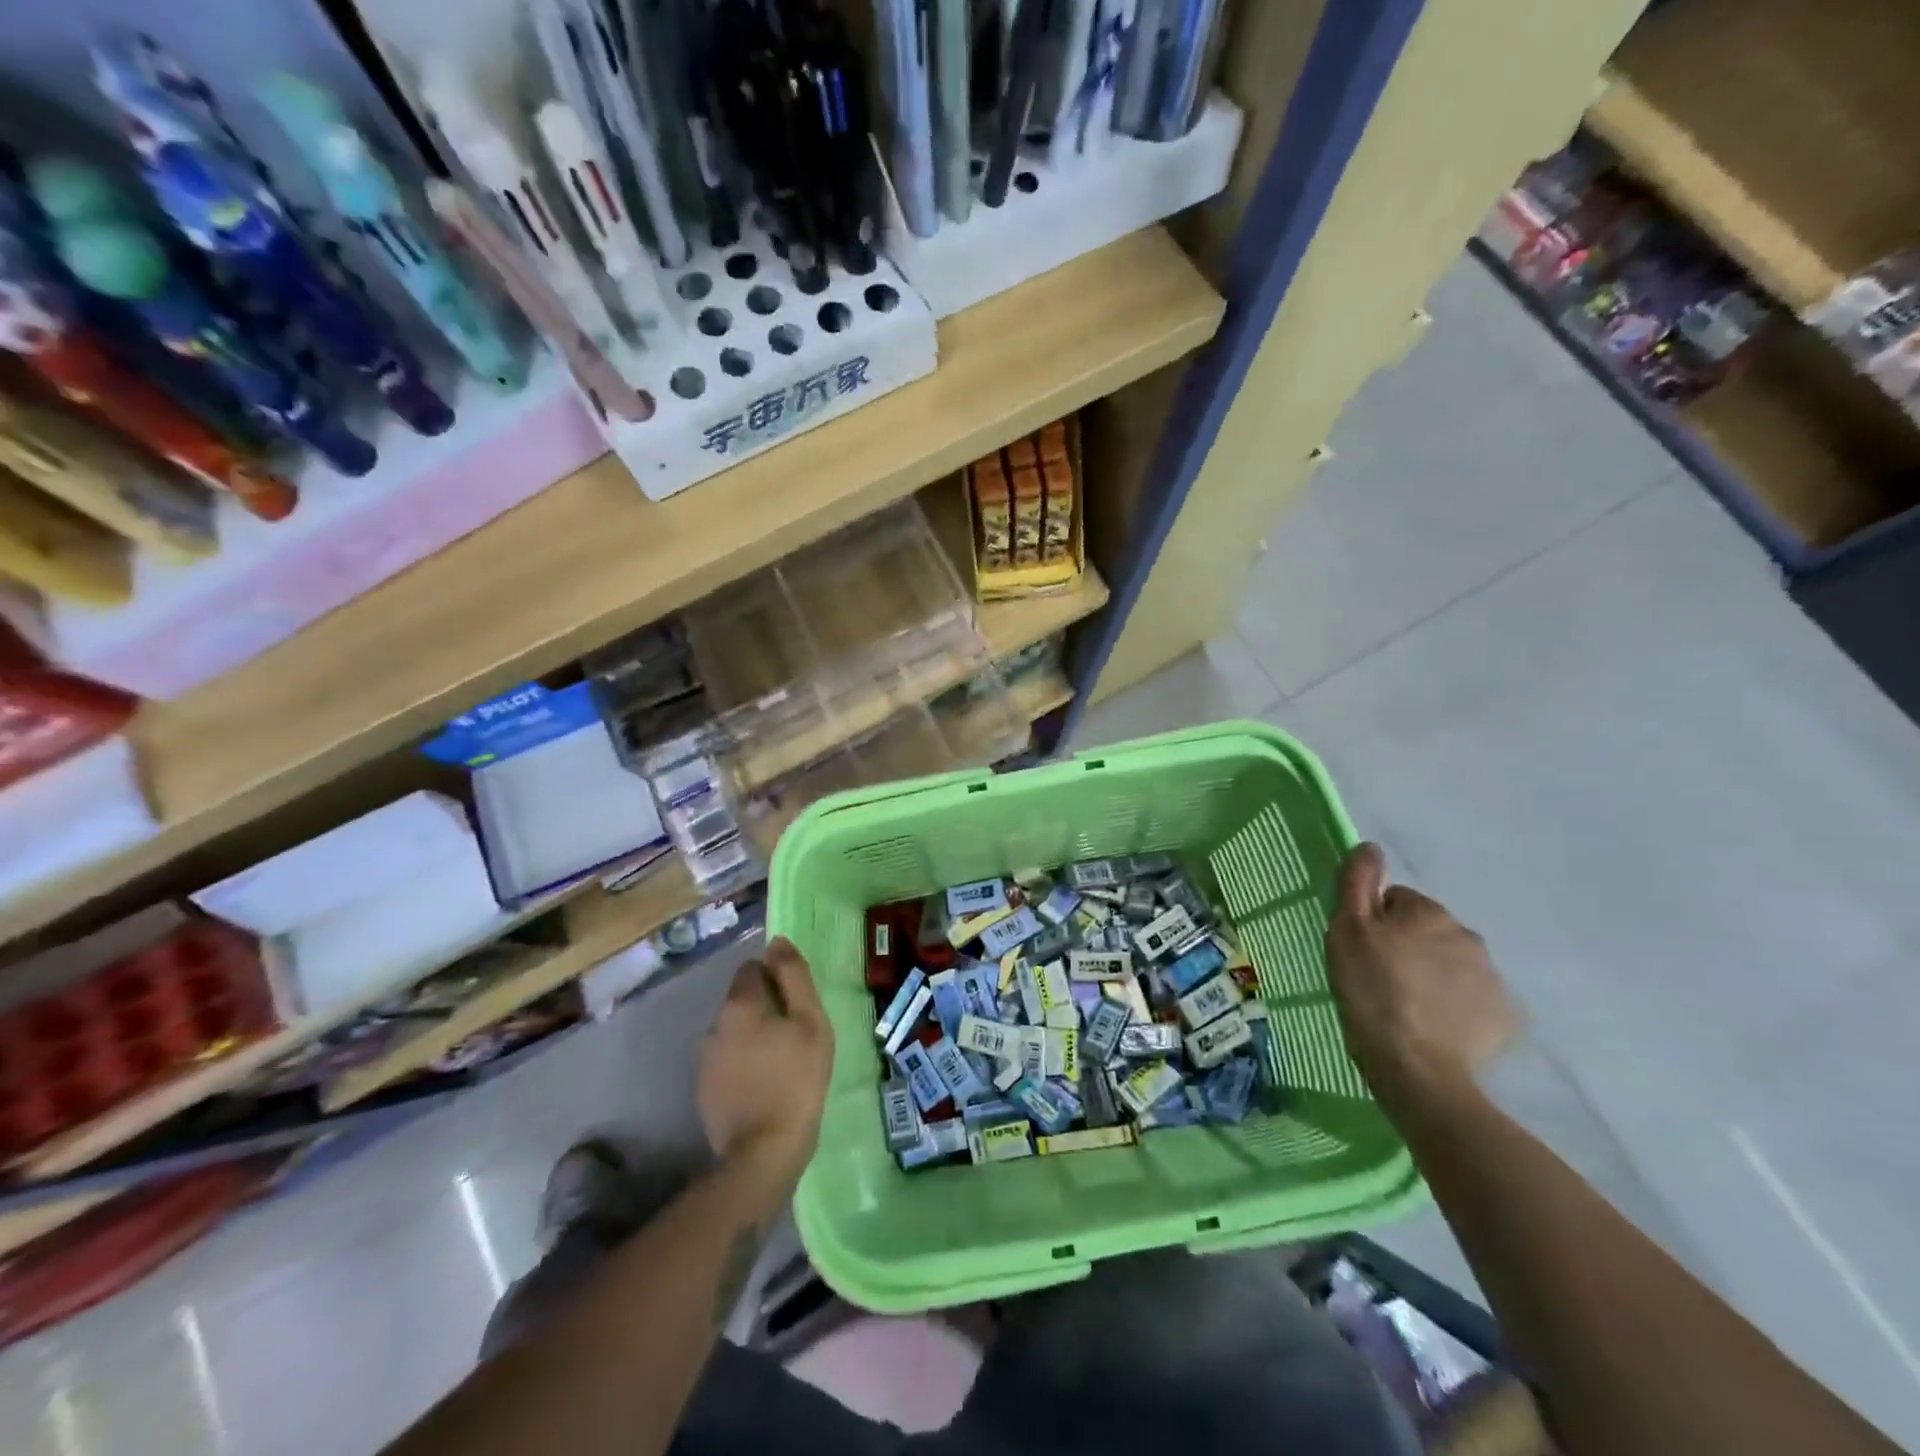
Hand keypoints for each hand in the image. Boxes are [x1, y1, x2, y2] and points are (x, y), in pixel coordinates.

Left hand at [698, 938, 833, 1193]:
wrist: (763, 1153)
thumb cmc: (797, 1080)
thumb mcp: (810, 1021)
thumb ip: (794, 977)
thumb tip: (777, 942)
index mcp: (739, 1005)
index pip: (753, 968)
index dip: (777, 978)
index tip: (798, 1002)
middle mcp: (714, 1025)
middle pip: (742, 999)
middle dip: (766, 1006)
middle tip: (796, 1032)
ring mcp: (706, 1059)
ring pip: (735, 1030)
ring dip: (755, 1035)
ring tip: (783, 1060)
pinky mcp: (705, 1090)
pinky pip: (729, 1060)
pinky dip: (745, 1062)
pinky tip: (766, 1083)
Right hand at [1325, 843, 1520, 1112]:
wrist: (1416, 1067)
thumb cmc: (1371, 991)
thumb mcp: (1346, 931)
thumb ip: (1357, 883)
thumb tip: (1370, 846)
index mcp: (1428, 912)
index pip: (1397, 900)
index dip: (1375, 923)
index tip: (1363, 952)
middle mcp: (1467, 935)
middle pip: (1428, 930)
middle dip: (1408, 946)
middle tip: (1381, 978)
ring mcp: (1491, 977)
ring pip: (1451, 963)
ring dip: (1431, 974)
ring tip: (1407, 1005)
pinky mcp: (1504, 1016)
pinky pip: (1472, 997)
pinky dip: (1454, 1005)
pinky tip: (1433, 1025)